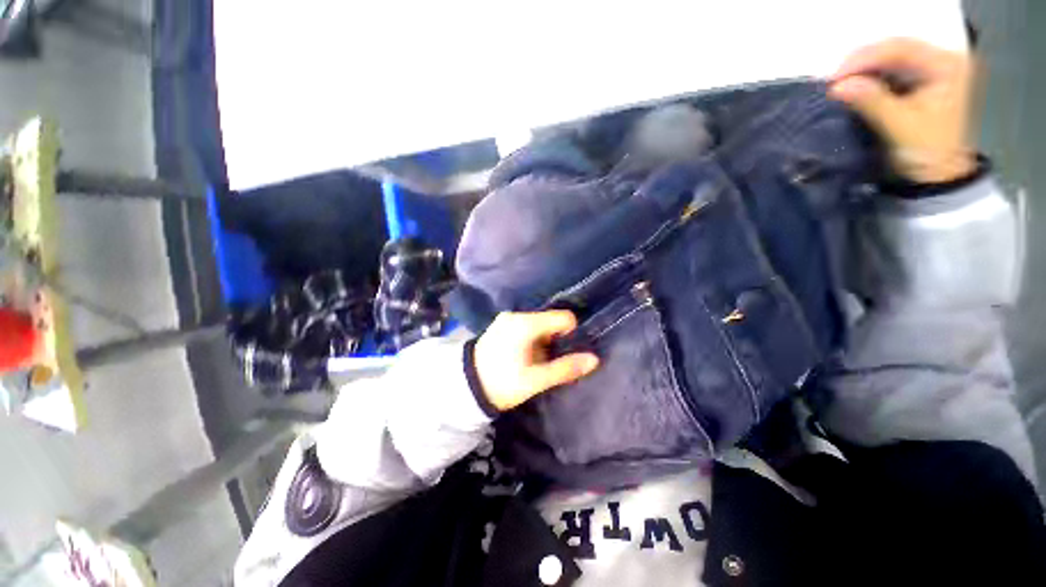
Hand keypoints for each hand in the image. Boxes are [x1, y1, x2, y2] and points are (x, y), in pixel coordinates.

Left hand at [474, 311, 599, 411]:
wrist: (465, 387)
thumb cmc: (501, 383)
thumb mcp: (535, 380)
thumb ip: (565, 368)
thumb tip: (594, 360)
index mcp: (526, 324)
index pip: (563, 317)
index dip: (570, 334)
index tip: (563, 353)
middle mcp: (516, 315)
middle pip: (550, 321)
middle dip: (556, 340)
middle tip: (549, 361)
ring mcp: (507, 319)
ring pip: (539, 325)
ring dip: (544, 341)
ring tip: (535, 361)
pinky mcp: (501, 325)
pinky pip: (527, 327)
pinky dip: (532, 339)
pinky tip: (524, 356)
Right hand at [829, 37, 976, 183]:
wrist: (938, 175)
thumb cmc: (927, 152)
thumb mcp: (900, 126)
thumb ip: (872, 101)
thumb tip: (838, 86)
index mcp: (946, 65)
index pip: (900, 49)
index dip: (865, 59)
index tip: (834, 78)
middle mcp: (941, 59)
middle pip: (895, 48)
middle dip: (862, 62)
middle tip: (834, 81)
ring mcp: (930, 68)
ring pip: (889, 57)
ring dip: (863, 69)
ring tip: (840, 84)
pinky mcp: (919, 79)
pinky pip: (889, 69)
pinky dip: (868, 76)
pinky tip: (854, 85)